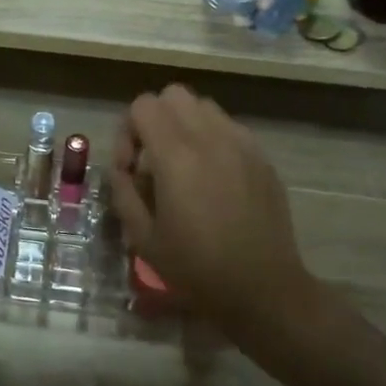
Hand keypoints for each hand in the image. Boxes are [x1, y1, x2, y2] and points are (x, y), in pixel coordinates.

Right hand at [109, 86, 313, 341]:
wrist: (263, 289)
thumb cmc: (196, 269)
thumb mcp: (142, 238)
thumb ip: (123, 192)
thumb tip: (122, 169)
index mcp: (177, 156)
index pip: (143, 105)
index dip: (127, 131)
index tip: (131, 169)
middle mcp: (211, 138)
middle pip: (173, 95)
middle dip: (155, 120)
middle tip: (153, 161)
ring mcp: (242, 144)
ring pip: (204, 107)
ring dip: (185, 126)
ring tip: (183, 167)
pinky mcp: (262, 157)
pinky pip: (229, 128)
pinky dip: (212, 139)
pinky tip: (213, 179)